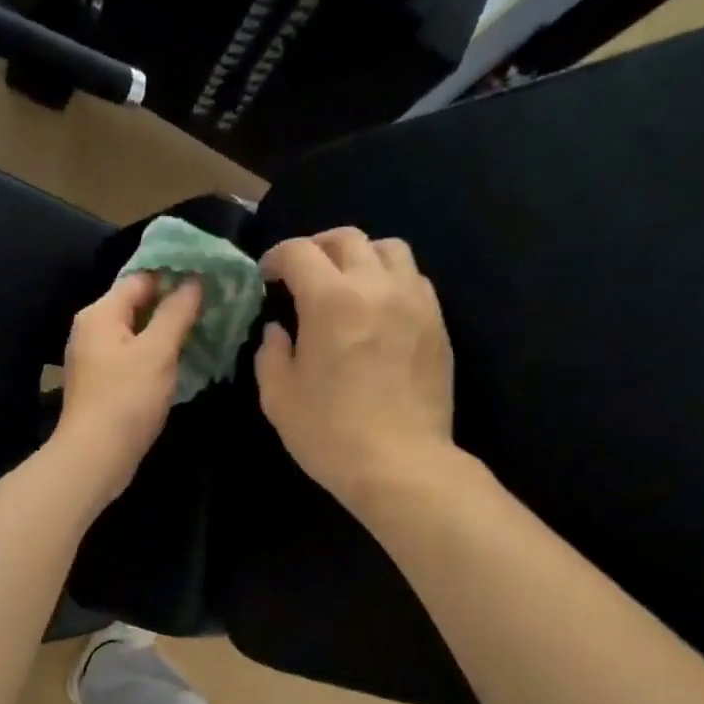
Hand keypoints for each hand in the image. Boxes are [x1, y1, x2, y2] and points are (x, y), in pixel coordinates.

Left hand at [53, 272, 201, 504]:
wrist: (95, 457)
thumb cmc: (126, 400)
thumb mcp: (157, 352)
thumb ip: (176, 313)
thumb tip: (193, 280)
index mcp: (101, 314)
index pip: (141, 278)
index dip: (174, 275)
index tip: (209, 278)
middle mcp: (92, 330)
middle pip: (137, 305)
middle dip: (173, 305)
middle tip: (213, 306)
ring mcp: (95, 360)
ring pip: (136, 335)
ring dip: (166, 333)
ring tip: (204, 331)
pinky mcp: (103, 385)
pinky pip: (133, 359)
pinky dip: (155, 357)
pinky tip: (180, 363)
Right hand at [256, 228, 453, 510]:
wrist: (400, 464)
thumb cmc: (330, 434)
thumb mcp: (279, 398)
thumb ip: (270, 355)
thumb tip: (277, 331)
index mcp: (330, 300)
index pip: (299, 253)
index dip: (276, 257)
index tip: (267, 276)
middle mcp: (376, 286)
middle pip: (347, 239)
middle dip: (317, 248)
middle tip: (302, 274)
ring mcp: (414, 301)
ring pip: (389, 249)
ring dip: (360, 257)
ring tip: (346, 284)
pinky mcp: (437, 323)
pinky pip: (413, 280)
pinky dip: (389, 281)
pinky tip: (377, 310)